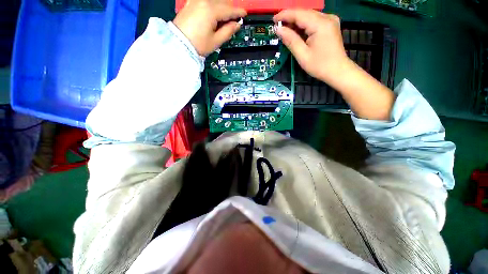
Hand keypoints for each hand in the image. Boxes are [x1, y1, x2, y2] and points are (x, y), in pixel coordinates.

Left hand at [173, 0, 246, 55]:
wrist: (178, 44)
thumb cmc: (197, 45)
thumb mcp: (216, 41)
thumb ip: (228, 31)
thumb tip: (236, 25)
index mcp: (211, 11)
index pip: (229, 10)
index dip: (238, 13)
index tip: (244, 14)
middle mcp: (204, 1)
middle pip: (223, 1)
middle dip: (230, 9)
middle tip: (234, 19)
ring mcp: (196, 1)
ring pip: (215, 0)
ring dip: (222, 6)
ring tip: (224, 18)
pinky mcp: (191, 3)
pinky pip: (205, 1)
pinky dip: (212, 5)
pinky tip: (214, 13)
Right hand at [273, 10, 350, 82]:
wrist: (338, 71)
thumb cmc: (320, 66)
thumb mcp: (302, 55)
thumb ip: (290, 40)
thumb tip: (278, 29)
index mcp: (320, 24)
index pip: (299, 14)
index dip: (285, 15)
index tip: (273, 20)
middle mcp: (327, 17)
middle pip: (304, 13)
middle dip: (289, 18)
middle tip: (277, 26)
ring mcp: (330, 20)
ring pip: (308, 16)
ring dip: (296, 21)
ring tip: (285, 29)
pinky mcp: (330, 25)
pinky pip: (314, 20)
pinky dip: (304, 25)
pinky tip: (297, 31)